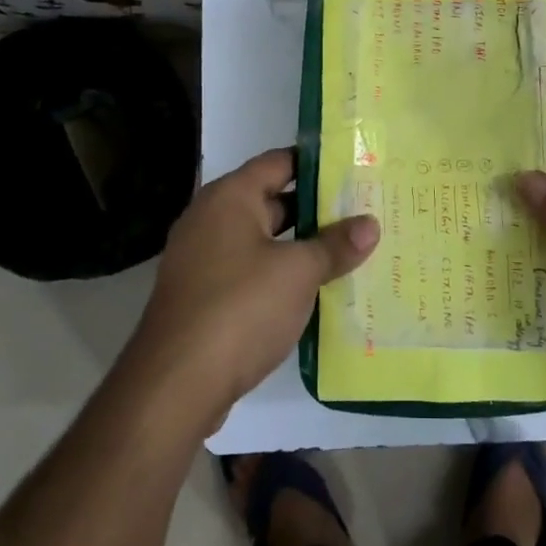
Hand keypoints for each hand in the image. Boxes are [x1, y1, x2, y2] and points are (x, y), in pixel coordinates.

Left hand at [129, 147, 378, 426]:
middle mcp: (211, 220)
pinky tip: (315, 291)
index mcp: (229, 198)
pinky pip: (251, 272)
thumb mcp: (298, 272)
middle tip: (363, 212)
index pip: (278, 161)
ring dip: (301, 246)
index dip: (316, 163)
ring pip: (263, 241)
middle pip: (271, 201)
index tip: (355, 169)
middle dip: (316, 209)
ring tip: (349, 250)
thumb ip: (335, 245)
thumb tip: (370, 224)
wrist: (175, 384)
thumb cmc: (240, 308)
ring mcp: (203, 260)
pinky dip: (280, 275)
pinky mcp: (204, 297)